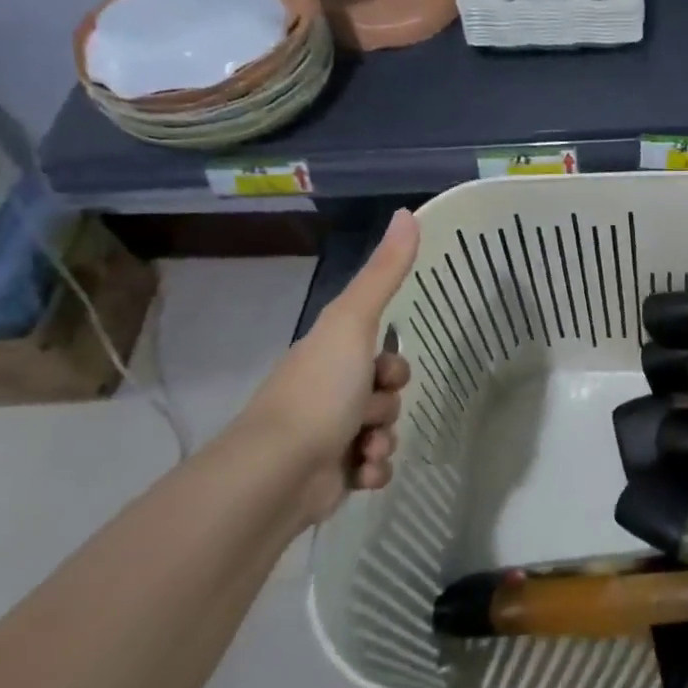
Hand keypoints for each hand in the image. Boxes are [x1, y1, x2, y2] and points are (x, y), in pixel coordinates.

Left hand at [241, 209, 418, 523]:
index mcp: (328, 358)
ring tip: (364, 448)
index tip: (384, 371)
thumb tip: (408, 212)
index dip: (393, 365)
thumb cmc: (318, 391)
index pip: (380, 356)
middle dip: (388, 407)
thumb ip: (384, 274)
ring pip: (384, 431)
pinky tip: (361, 471)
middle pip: (386, 395)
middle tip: (370, 412)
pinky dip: (374, 469)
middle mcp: (327, 394)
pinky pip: (375, 466)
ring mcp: (328, 436)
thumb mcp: (353, 322)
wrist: (279, 471)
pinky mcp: (331, 475)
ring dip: (384, 440)